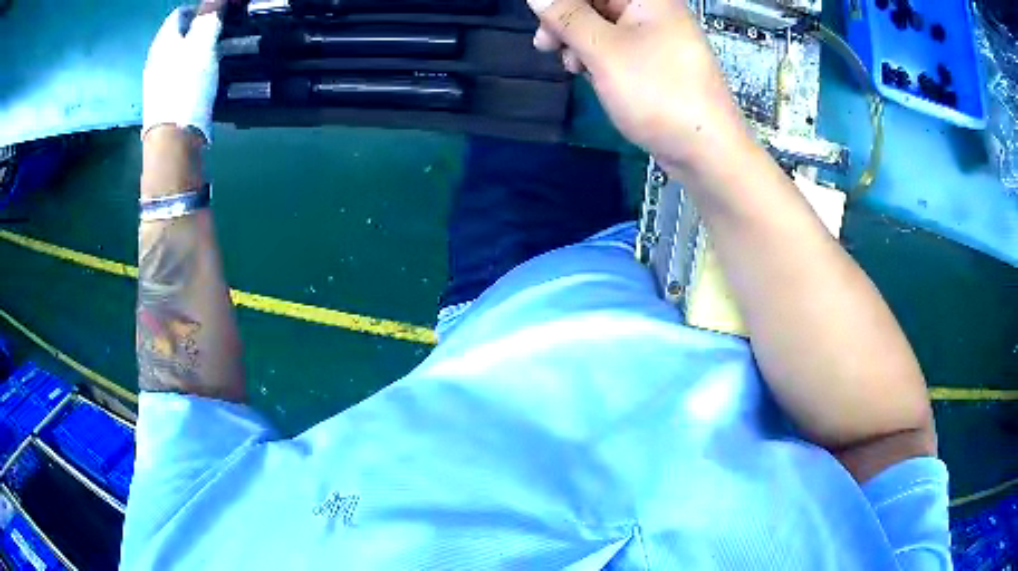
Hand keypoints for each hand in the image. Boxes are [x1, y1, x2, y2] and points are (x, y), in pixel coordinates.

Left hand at [142, 3, 223, 143]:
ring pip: (179, 55)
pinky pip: (178, 74)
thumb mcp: (203, 42)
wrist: (172, 139)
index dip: (201, 8)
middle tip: (220, 34)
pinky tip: (203, 79)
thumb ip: (210, 15)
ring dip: (197, 51)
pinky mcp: (162, 100)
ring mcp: (156, 81)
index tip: (218, 14)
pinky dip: (192, 70)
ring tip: (215, 56)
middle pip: (179, 34)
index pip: (180, 12)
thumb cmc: (186, 85)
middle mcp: (155, 58)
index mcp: (163, 40)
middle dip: (200, 30)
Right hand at [528, 0, 751, 174]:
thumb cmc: (657, 93)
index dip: (563, 2)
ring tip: (570, 66)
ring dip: (578, 40)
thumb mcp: (604, 52)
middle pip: (598, 2)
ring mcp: (656, 37)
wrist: (705, 151)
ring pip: (603, 25)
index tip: (541, 19)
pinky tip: (587, 74)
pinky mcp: (655, 62)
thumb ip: (567, 18)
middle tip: (544, 44)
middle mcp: (654, 11)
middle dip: (566, 19)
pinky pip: (617, 47)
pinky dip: (597, 56)